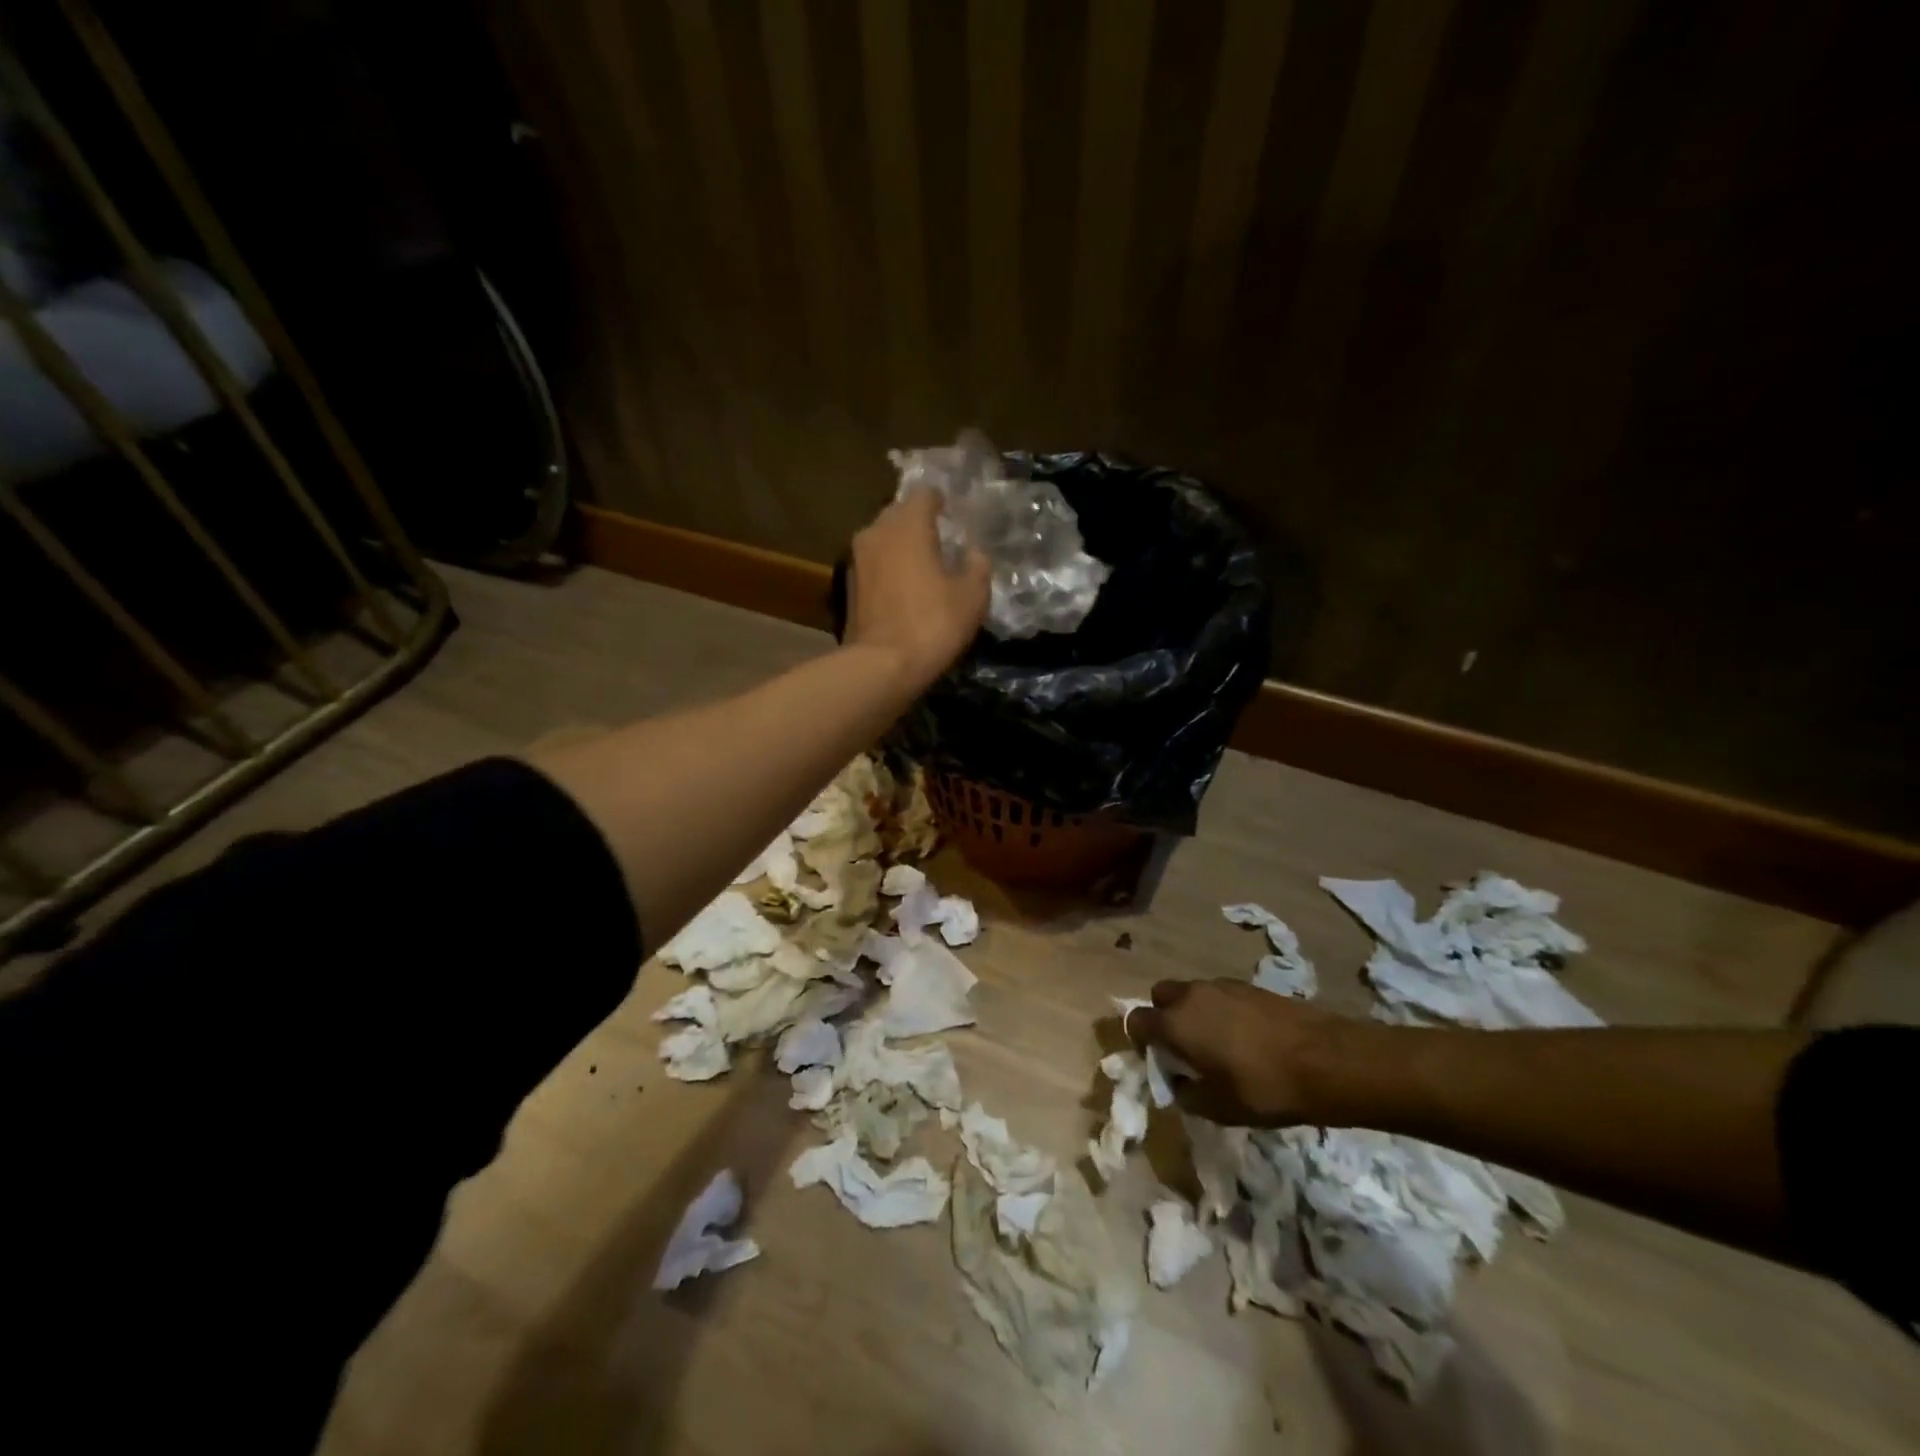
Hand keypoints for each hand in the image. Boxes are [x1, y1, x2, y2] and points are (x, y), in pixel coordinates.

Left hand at [845, 492, 990, 689]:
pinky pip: (874, 565)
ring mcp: (856, 559)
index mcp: (907, 525)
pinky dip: (889, 569)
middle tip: (941, 540)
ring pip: (883, 540)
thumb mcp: (972, 596)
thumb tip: (973, 552)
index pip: (924, 494)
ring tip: (923, 565)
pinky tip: (905, 588)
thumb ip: (977, 565)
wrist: (881, 665)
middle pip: (899, 514)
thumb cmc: (932, 623)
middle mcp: (876, 532)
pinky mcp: (847, 586)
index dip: (941, 501)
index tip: (953, 514)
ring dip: (901, 547)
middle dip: (918, 523)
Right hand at [1128, 979, 1356, 1126]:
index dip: (1139, 1041)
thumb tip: (1180, 1084)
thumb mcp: (1219, 1108)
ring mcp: (1221, 986)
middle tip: (1184, 1048)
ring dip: (1194, 1013)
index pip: (1136, 1020)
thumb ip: (1189, 1096)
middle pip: (1161, 996)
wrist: (1326, 1060)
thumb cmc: (1264, 1088)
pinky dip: (1220, 1011)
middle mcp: (1191, 996)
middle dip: (1164, 1018)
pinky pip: (1219, 995)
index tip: (1157, 1061)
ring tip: (1219, 1046)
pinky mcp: (1249, 986)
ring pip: (1192, 994)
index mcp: (1175, 1023)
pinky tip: (1245, 1038)